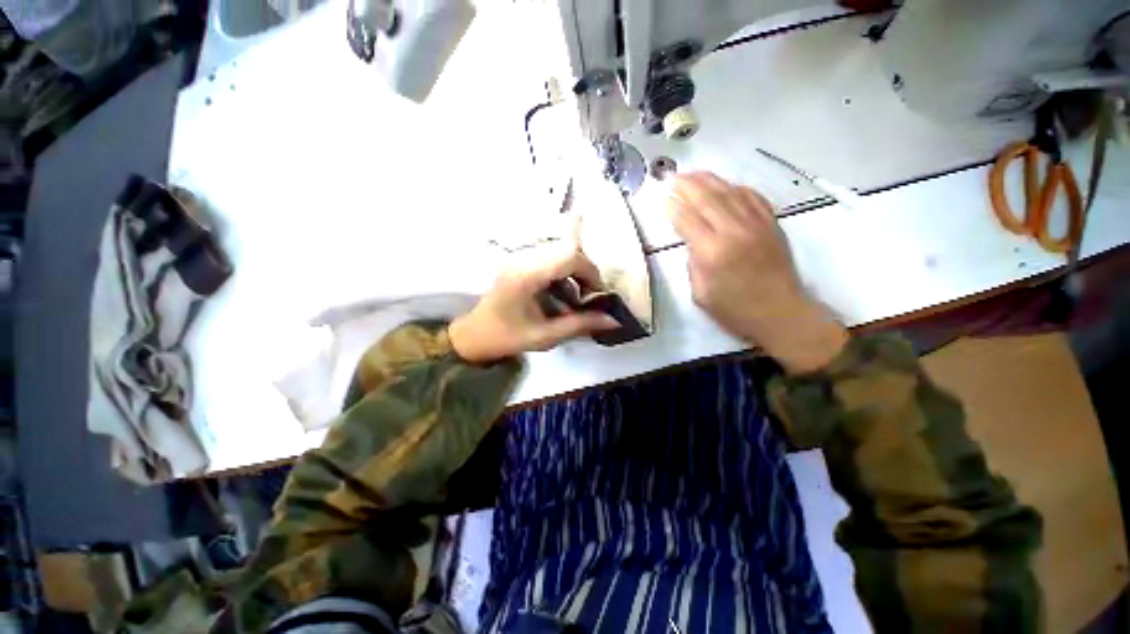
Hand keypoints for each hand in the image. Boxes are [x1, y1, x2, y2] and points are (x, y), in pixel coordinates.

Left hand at [448, 247, 618, 363]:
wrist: (475, 334)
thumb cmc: (507, 338)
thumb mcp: (546, 336)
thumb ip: (580, 325)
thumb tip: (613, 320)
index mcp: (526, 276)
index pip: (569, 256)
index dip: (590, 272)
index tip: (597, 294)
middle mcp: (522, 259)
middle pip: (566, 249)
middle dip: (585, 271)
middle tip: (589, 295)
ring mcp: (519, 257)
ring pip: (559, 251)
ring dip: (575, 270)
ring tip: (577, 295)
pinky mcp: (519, 261)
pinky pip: (550, 257)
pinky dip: (563, 271)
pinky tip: (562, 291)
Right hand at [669, 172, 847, 373]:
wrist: (781, 314)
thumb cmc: (735, 310)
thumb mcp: (700, 294)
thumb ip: (693, 264)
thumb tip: (692, 242)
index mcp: (712, 252)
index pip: (687, 220)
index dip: (673, 207)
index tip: (663, 198)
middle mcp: (734, 231)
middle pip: (707, 198)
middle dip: (687, 185)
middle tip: (673, 177)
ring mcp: (756, 225)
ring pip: (729, 192)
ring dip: (709, 180)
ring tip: (693, 173)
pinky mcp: (771, 225)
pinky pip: (753, 197)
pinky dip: (737, 188)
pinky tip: (726, 185)